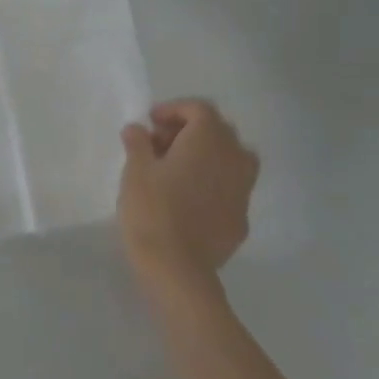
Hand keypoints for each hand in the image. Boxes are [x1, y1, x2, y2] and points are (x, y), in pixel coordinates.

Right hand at [117, 99, 258, 281]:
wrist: (176, 269)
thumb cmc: (152, 210)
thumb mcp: (135, 170)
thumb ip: (138, 143)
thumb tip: (137, 130)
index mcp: (208, 140)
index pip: (199, 109)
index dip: (173, 110)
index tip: (150, 123)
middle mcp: (234, 159)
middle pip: (218, 131)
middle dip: (189, 131)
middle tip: (159, 145)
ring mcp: (243, 190)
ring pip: (231, 159)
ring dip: (206, 156)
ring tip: (177, 170)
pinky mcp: (242, 219)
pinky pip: (230, 188)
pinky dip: (212, 183)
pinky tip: (189, 200)